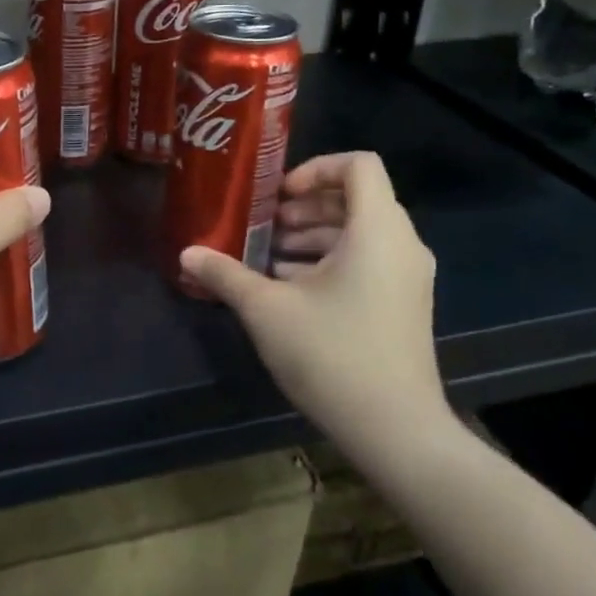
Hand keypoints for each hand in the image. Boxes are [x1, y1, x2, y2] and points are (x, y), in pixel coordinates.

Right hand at [181, 152, 453, 463]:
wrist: (396, 430)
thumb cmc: (332, 355)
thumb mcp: (267, 310)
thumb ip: (225, 274)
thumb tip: (186, 253)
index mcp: (377, 231)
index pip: (359, 165)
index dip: (315, 168)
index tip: (278, 197)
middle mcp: (401, 245)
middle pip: (356, 199)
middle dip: (305, 207)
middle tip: (264, 227)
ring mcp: (408, 277)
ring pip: (360, 233)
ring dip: (313, 236)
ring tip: (268, 259)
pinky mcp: (405, 305)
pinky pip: (369, 261)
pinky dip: (331, 262)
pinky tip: (290, 290)